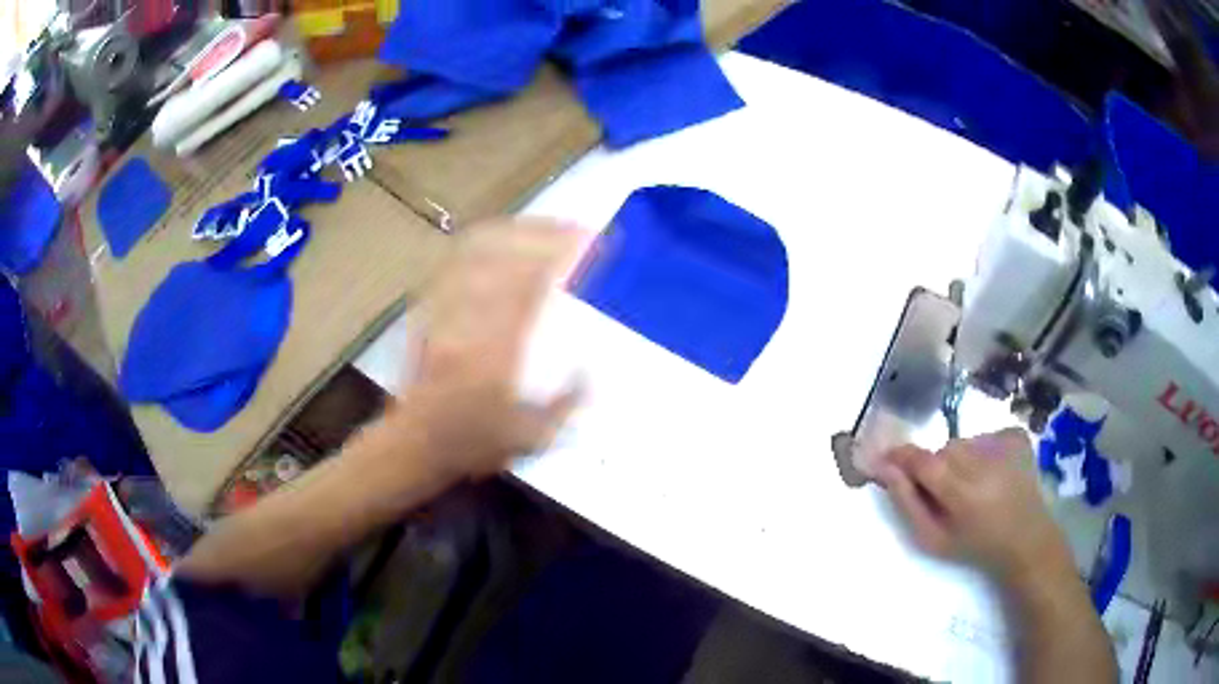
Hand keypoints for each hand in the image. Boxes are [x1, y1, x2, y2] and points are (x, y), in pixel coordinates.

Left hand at [384, 217, 586, 481]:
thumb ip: (566, 403)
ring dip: (512, 233)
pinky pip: (452, 267)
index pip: (534, 283)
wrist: (415, 445)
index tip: (589, 241)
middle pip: (506, 257)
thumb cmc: (473, 444)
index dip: (563, 254)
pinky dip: (477, 247)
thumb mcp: (531, 437)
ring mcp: (445, 313)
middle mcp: (471, 321)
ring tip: (539, 227)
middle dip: (542, 234)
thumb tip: (590, 372)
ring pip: (478, 255)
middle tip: (570, 228)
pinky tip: (494, 241)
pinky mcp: (429, 313)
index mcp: (500, 349)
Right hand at [875, 429, 1073, 587]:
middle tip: (947, 492)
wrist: (1024, 538)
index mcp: (961, 491)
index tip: (888, 460)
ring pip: (965, 442)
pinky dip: (984, 450)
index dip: (901, 457)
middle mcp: (983, 461)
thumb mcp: (933, 538)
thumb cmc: (974, 545)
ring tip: (974, 485)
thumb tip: (885, 469)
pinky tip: (994, 473)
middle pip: (944, 450)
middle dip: (938, 467)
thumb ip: (907, 503)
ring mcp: (1004, 445)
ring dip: (961, 459)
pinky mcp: (1017, 436)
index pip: (921, 460)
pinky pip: (987, 434)